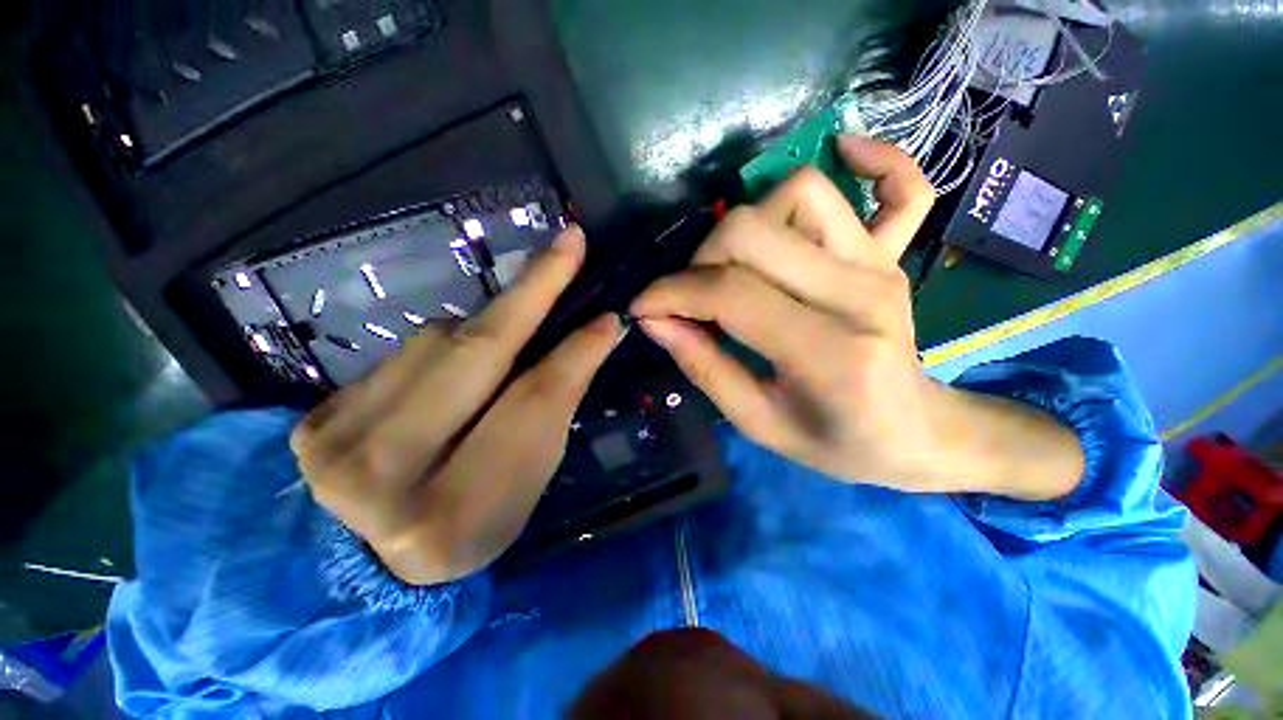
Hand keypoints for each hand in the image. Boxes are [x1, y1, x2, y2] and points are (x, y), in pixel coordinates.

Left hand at [291, 227, 621, 584]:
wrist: (368, 565)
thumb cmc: (473, 526)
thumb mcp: (526, 483)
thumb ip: (553, 409)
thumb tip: (591, 336)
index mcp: (454, 514)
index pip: (531, 408)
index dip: (575, 355)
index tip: (609, 317)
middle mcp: (382, 477)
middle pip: (474, 355)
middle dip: (532, 290)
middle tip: (569, 243)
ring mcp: (333, 441)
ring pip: (438, 341)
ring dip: (483, 332)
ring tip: (503, 348)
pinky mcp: (313, 418)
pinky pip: (405, 353)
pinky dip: (443, 350)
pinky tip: (451, 374)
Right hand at [632, 137, 1082, 498]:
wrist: (914, 434)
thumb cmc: (836, 442)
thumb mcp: (758, 423)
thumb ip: (705, 368)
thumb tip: (656, 321)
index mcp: (829, 354)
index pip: (732, 295)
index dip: (673, 294)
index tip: (643, 307)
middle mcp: (860, 294)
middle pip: (755, 233)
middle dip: (700, 261)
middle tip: (690, 296)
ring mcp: (882, 267)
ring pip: (802, 194)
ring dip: (748, 221)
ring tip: (732, 264)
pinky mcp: (894, 257)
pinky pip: (902, 188)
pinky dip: (875, 161)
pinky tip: (844, 152)